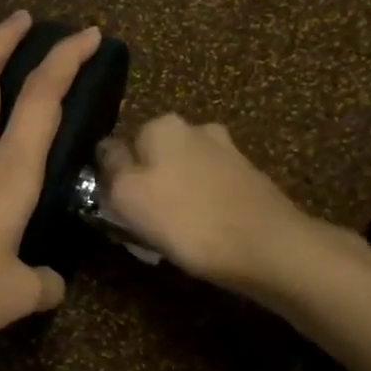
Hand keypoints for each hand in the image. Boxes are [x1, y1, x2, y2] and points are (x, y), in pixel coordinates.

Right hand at [99, 115, 348, 291]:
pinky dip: (200, 206)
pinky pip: (208, 190)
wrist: (265, 246)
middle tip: (143, 225)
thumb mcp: (126, 195)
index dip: (112, 180)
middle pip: (152, 159)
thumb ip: (109, 168)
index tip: (116, 210)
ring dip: (173, 197)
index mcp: (160, 125)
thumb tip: (105, 153)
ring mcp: (226, 151)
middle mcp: (195, 127)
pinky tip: (202, 232)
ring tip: (174, 234)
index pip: (117, 147)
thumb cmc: (186, 220)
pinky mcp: (248, 177)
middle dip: (146, 185)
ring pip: (181, 174)